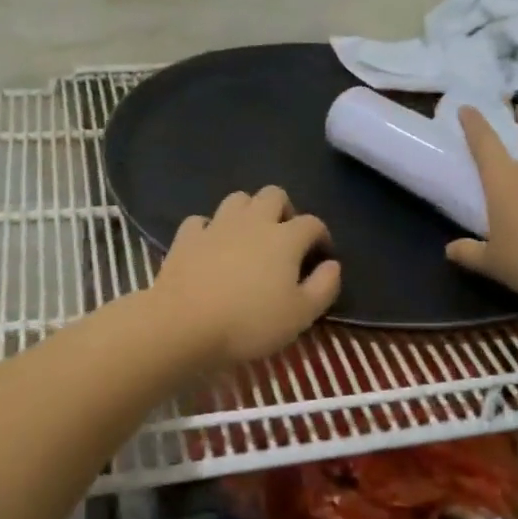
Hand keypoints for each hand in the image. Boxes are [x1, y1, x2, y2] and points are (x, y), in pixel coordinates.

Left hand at [151, 186, 340, 368]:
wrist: (185, 324)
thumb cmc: (250, 322)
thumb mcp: (301, 315)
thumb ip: (324, 287)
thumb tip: (333, 265)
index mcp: (285, 238)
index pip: (312, 223)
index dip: (321, 236)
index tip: (321, 255)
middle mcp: (253, 221)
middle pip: (274, 194)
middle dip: (284, 209)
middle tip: (284, 237)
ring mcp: (217, 225)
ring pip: (237, 199)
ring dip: (248, 211)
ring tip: (249, 237)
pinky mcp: (186, 236)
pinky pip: (201, 221)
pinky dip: (209, 229)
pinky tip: (210, 246)